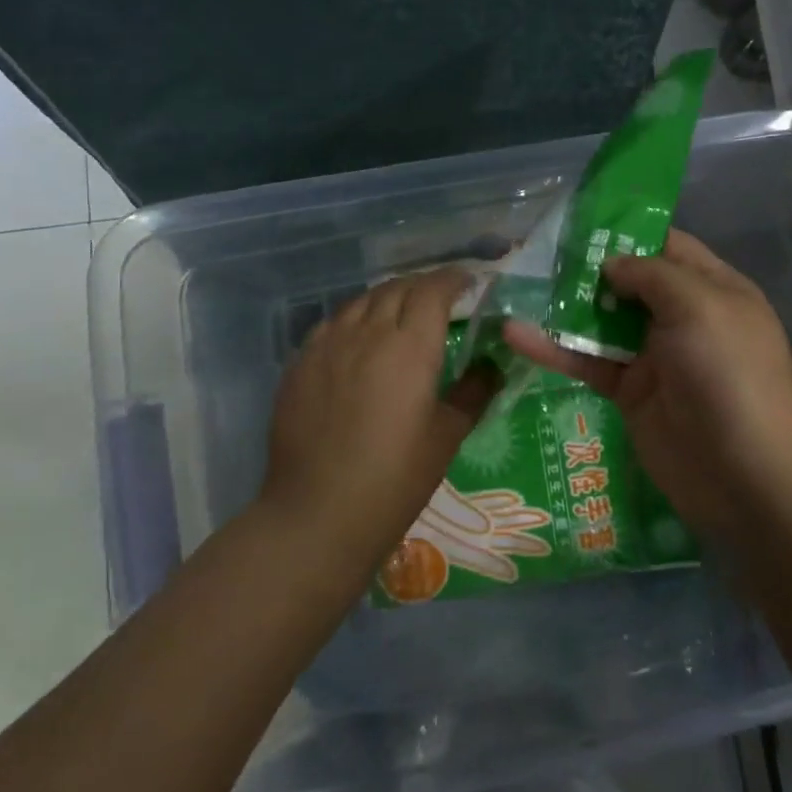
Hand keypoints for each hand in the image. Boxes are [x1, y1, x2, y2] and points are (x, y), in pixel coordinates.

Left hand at [260, 268, 497, 579]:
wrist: (318, 513)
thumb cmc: (395, 478)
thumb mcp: (446, 436)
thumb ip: (473, 392)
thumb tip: (491, 365)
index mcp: (410, 346)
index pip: (433, 290)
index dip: (453, 279)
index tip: (469, 283)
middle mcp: (367, 332)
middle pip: (397, 288)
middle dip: (423, 285)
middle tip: (440, 297)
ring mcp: (328, 345)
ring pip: (361, 301)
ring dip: (387, 297)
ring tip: (400, 312)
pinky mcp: (300, 363)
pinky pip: (332, 324)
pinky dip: (354, 319)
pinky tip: (358, 339)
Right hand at [505, 229, 791, 546]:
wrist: (744, 475)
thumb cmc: (728, 374)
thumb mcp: (700, 306)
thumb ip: (652, 275)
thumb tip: (611, 263)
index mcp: (713, 289)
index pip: (667, 246)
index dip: (627, 232)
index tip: (579, 220)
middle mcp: (683, 317)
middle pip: (629, 282)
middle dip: (587, 266)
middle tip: (535, 251)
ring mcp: (653, 356)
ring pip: (602, 320)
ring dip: (563, 306)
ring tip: (516, 285)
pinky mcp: (628, 392)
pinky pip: (587, 361)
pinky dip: (553, 349)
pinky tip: (515, 335)